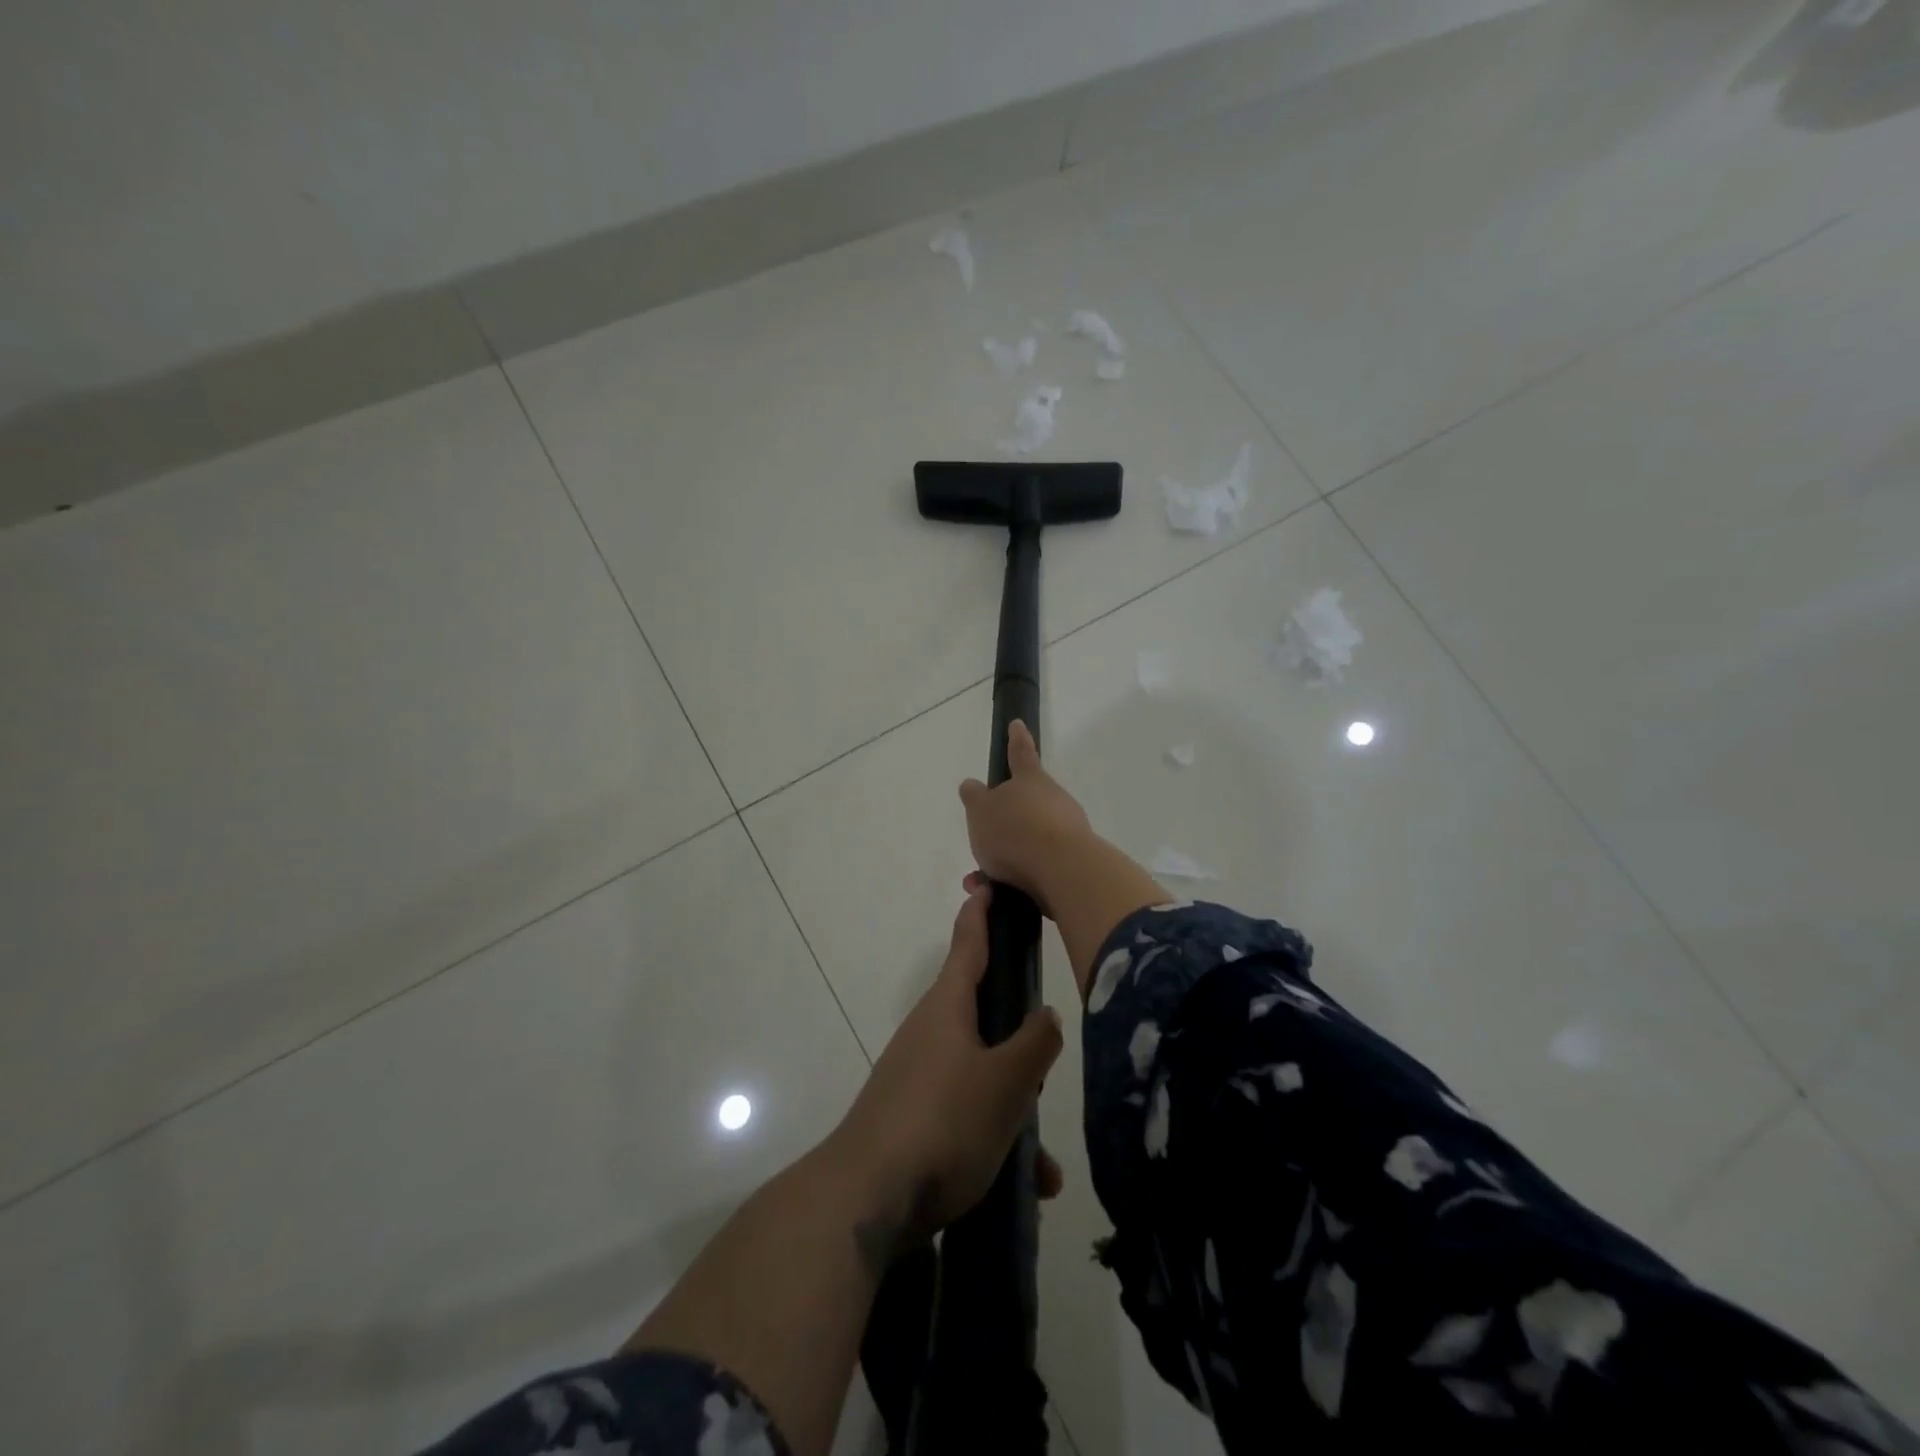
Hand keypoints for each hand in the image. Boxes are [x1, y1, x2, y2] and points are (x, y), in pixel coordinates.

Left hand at [830, 883, 1063, 1255]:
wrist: (867, 1199)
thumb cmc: (943, 1123)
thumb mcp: (1006, 1082)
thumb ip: (1034, 1044)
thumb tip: (1045, 1014)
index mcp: (948, 1007)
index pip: (968, 943)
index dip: (981, 912)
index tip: (987, 883)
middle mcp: (930, 1033)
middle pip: (983, 1014)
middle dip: (1019, 1037)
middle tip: (1047, 1055)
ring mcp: (919, 1076)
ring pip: (982, 1076)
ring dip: (1016, 1110)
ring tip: (1044, 1163)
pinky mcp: (914, 1118)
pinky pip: (966, 1115)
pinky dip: (995, 1140)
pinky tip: (1024, 1186)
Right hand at [957, 720, 1092, 914]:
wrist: (1062, 872)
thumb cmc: (1015, 831)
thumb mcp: (981, 811)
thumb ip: (975, 798)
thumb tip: (971, 785)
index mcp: (1031, 780)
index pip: (1021, 753)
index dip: (1016, 739)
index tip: (1017, 724)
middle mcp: (1054, 800)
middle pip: (1027, 804)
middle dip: (1005, 822)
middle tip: (983, 840)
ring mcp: (1068, 831)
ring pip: (1029, 840)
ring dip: (1005, 857)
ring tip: (980, 880)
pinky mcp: (1073, 862)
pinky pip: (1037, 866)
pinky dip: (1017, 878)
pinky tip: (998, 895)